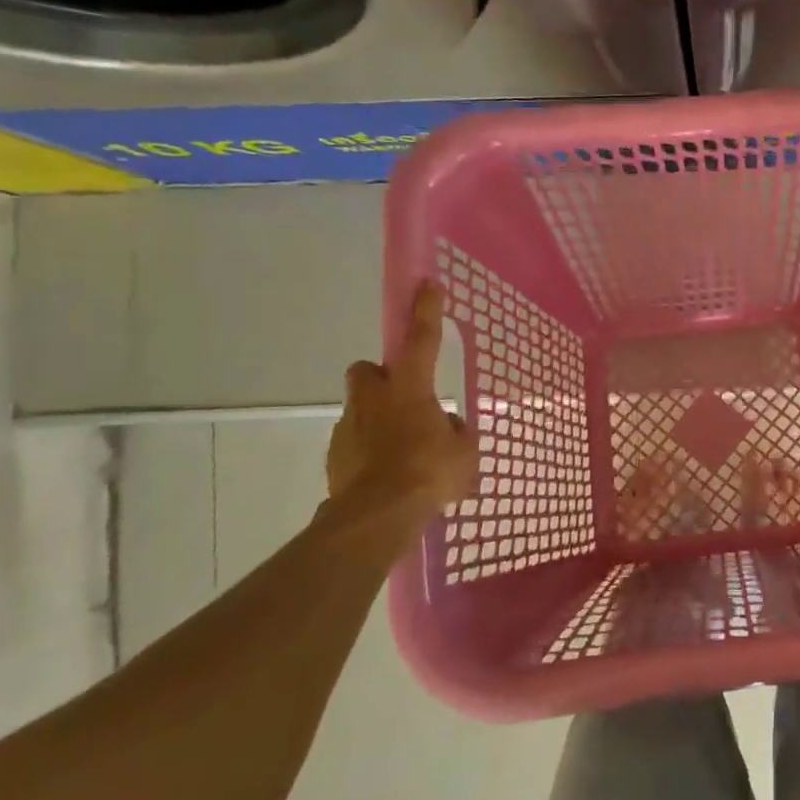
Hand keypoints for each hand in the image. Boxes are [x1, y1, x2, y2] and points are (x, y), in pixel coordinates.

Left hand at [326, 281, 479, 515]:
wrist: (377, 515)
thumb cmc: (429, 474)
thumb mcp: (464, 452)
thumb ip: (455, 434)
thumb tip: (447, 429)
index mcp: (410, 390)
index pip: (421, 340)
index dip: (426, 311)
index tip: (427, 284)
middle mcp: (374, 400)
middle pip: (367, 370)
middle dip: (382, 378)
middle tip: (405, 399)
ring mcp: (349, 427)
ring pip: (361, 409)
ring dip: (380, 420)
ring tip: (403, 452)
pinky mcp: (335, 456)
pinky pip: (355, 443)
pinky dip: (369, 451)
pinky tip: (387, 475)